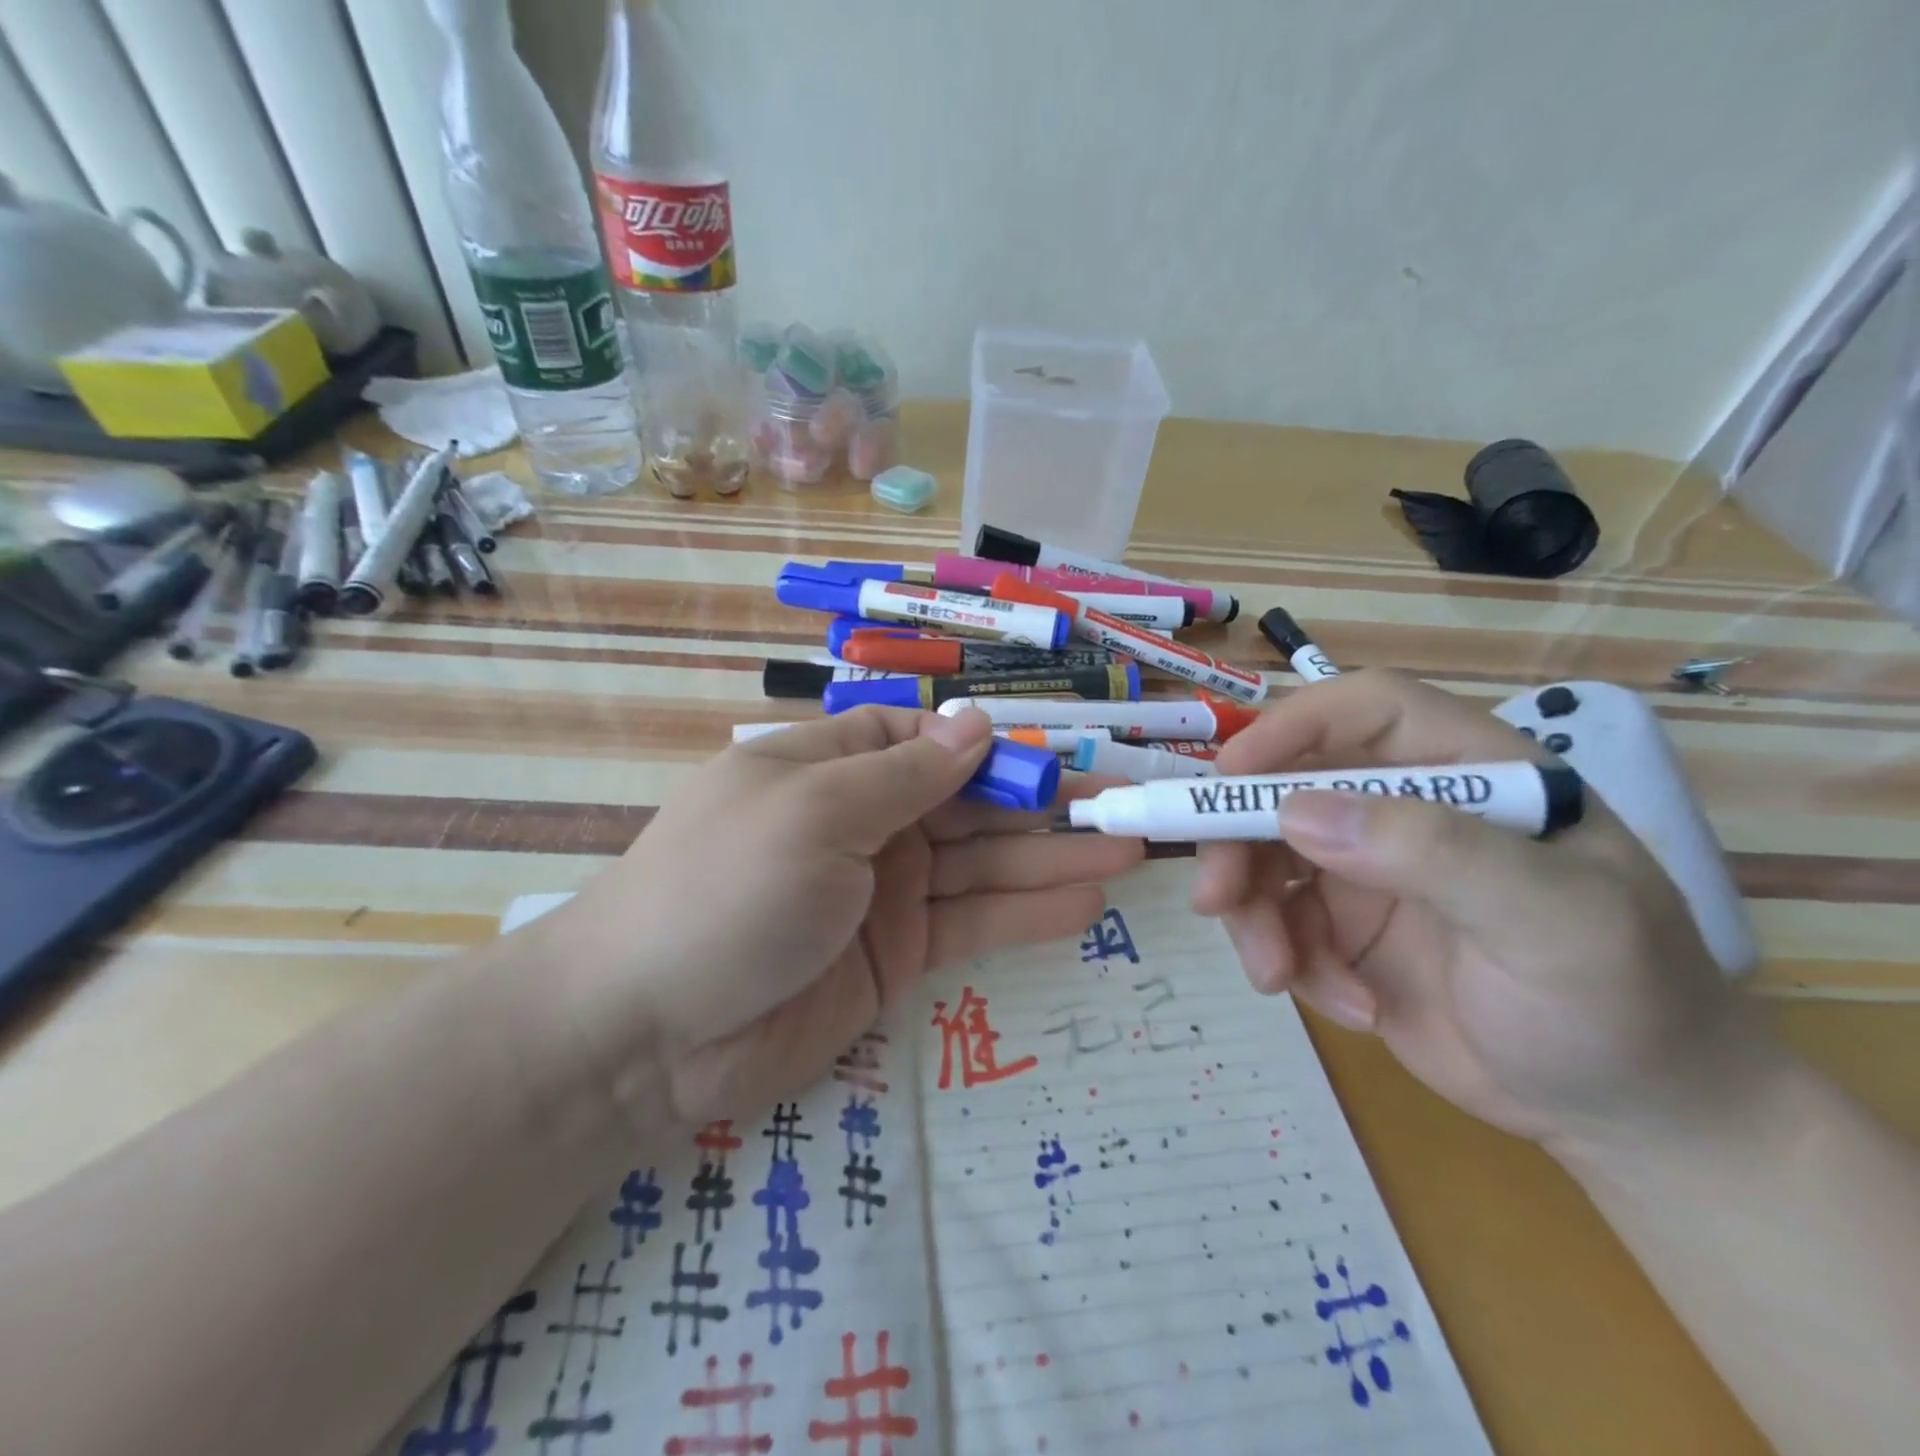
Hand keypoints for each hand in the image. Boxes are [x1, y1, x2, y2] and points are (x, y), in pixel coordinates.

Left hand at [534, 706, 1142, 1129]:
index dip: (992, 747)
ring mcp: (883, 890)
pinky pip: (972, 923)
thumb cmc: (725, 890)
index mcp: (833, 767)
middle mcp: (864, 821)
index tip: (1060, 757)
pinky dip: (1025, 914)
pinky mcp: (896, 954)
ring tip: (1128, 852)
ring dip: (1052, 858)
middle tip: (1127, 806)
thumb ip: (905, 773)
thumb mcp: (815, 813)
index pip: (927, 740)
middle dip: (1044, 805)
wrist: (645, 1036)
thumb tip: (978, 722)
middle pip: (969, 803)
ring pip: (982, 864)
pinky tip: (1085, 905)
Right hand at [1191, 670, 1745, 1145]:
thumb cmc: (1620, 1005)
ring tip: (1276, 974)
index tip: (1230, 775)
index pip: (1366, 710)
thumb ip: (1433, 852)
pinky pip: (1277, 921)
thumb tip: (1296, 812)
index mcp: (1469, 773)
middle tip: (1215, 899)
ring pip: (1264, 858)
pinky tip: (1346, 1007)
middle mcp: (1405, 809)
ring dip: (1254, 914)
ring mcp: (1367, 870)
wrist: (1631, 1119)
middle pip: (1285, 788)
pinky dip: (1289, 961)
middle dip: (1238, 842)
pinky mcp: (1343, 928)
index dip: (1292, 727)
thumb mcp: (1552, 922)